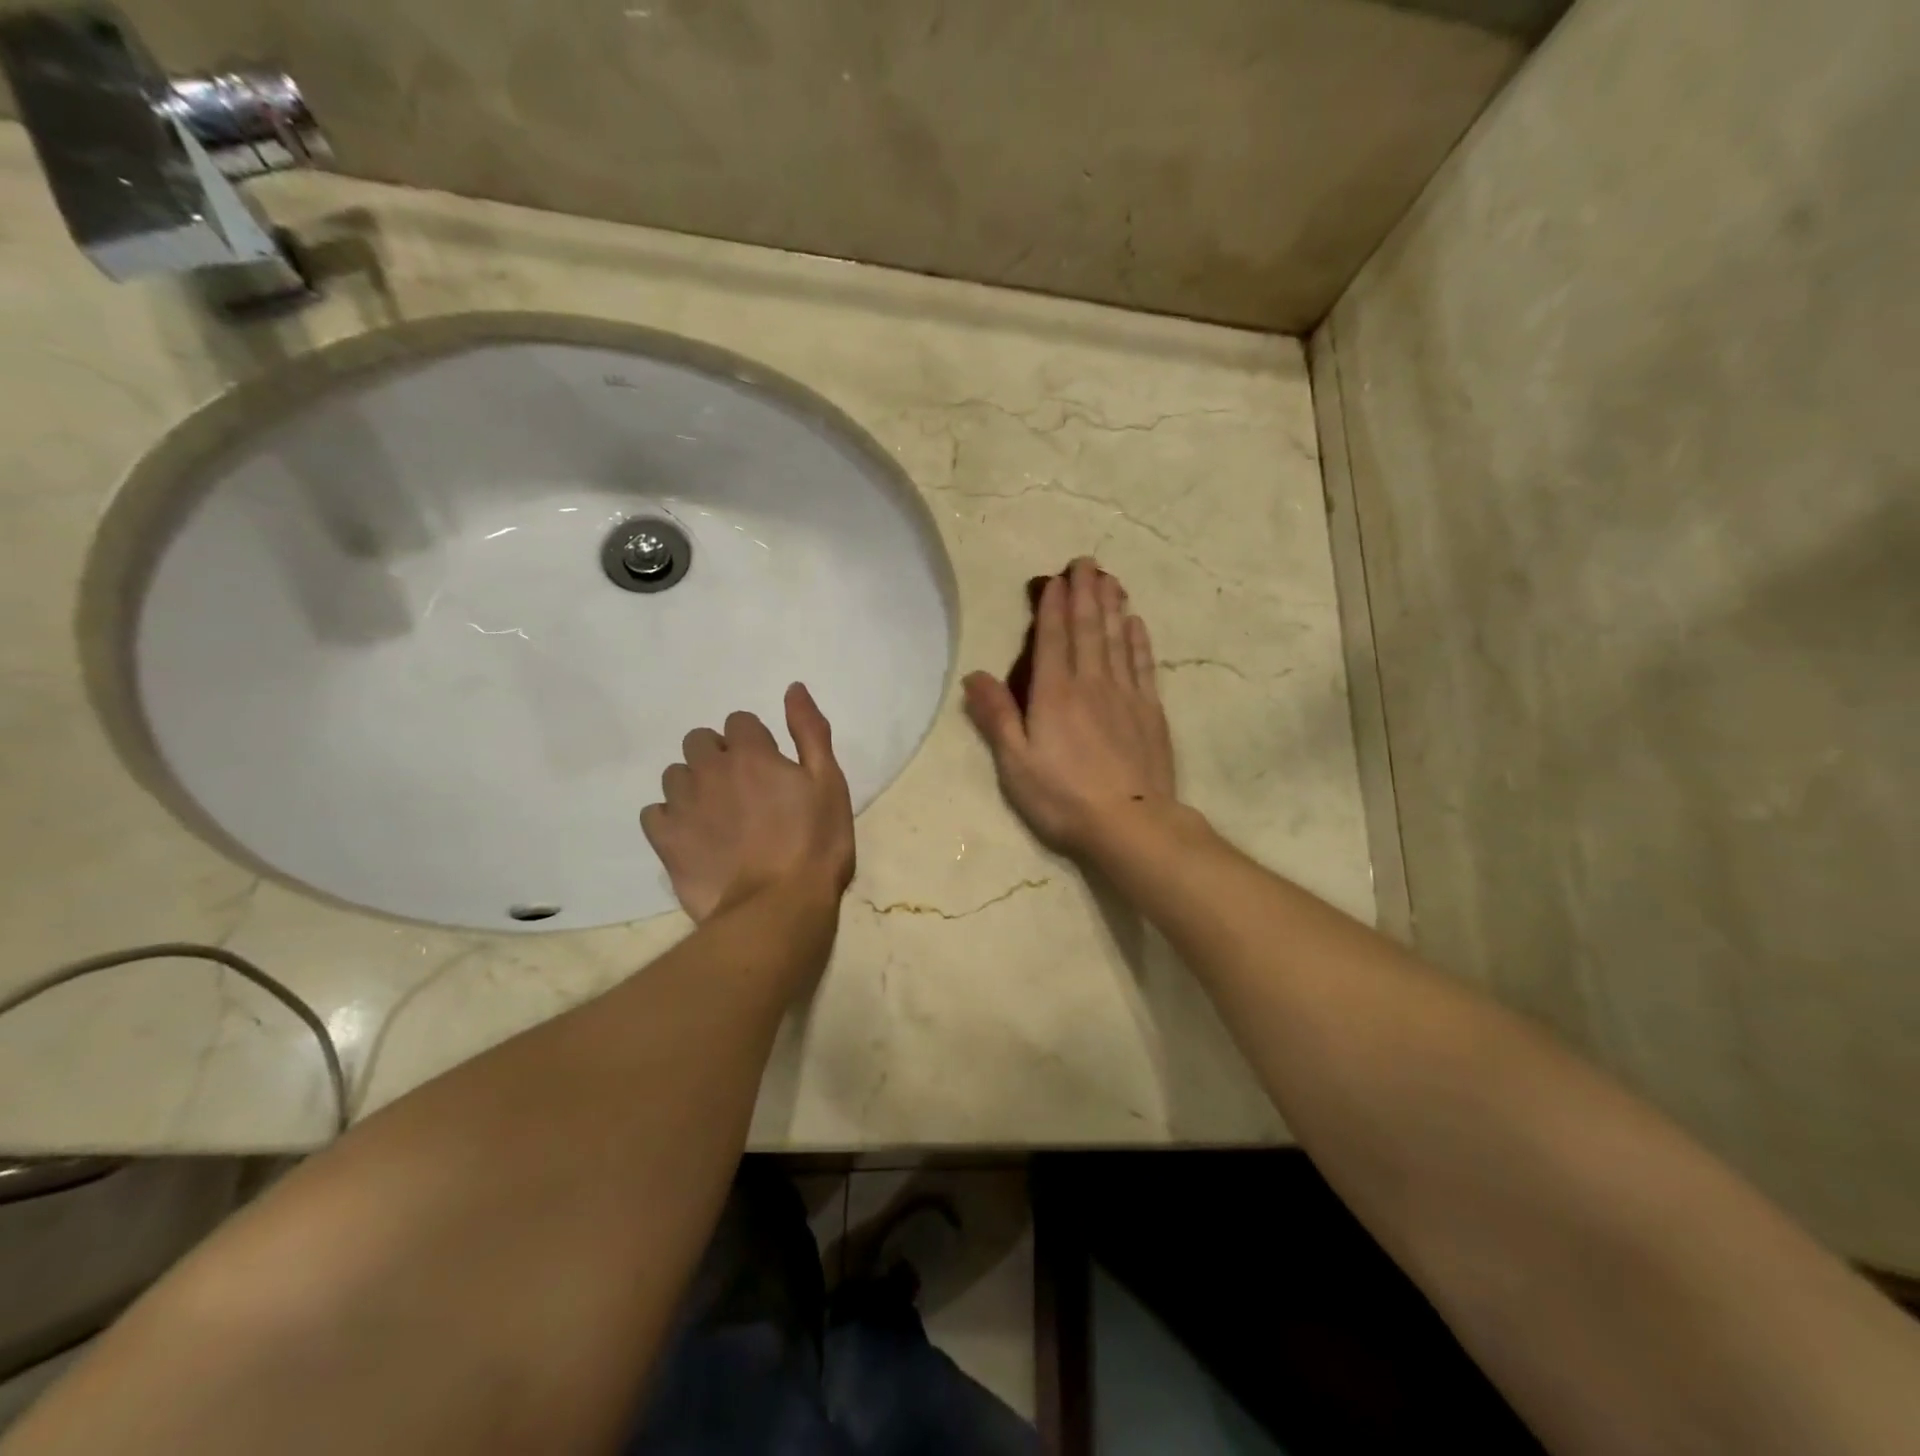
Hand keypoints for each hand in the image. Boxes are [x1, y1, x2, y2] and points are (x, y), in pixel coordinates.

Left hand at [641, 682, 855, 922]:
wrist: (777, 908)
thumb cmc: (815, 844)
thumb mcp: (829, 783)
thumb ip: (810, 732)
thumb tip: (793, 688)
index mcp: (752, 753)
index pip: (739, 722)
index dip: (755, 742)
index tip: (770, 768)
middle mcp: (710, 769)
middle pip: (699, 741)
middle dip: (718, 756)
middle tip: (743, 789)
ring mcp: (683, 804)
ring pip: (675, 774)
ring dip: (694, 784)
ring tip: (718, 815)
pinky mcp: (665, 839)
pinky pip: (654, 812)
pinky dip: (670, 818)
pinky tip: (692, 836)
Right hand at [963, 557, 1177, 857]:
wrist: (1130, 823)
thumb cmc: (1063, 798)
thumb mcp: (1016, 764)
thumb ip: (996, 717)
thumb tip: (974, 675)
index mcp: (1054, 694)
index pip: (1053, 638)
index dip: (1053, 606)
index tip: (1057, 578)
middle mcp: (1091, 683)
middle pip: (1089, 628)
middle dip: (1086, 592)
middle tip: (1087, 562)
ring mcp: (1126, 695)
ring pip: (1118, 639)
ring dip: (1113, 606)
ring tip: (1111, 579)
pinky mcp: (1150, 712)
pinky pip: (1144, 665)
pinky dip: (1139, 640)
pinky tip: (1136, 623)